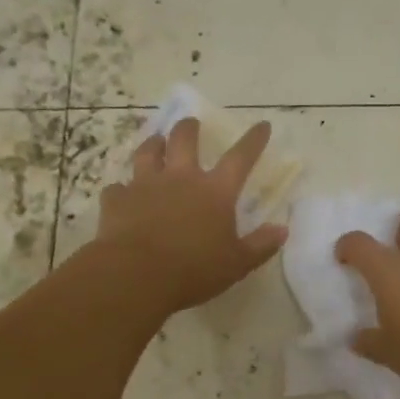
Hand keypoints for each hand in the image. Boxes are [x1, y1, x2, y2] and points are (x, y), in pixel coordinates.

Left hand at [96, 117, 286, 314]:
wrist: (135, 275)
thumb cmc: (193, 270)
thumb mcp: (237, 263)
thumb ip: (260, 245)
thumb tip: (282, 229)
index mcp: (215, 191)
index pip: (240, 157)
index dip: (253, 140)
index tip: (262, 125)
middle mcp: (181, 178)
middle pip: (185, 140)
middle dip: (189, 128)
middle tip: (191, 123)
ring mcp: (145, 185)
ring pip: (147, 153)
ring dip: (152, 144)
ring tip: (155, 141)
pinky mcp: (117, 200)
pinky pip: (117, 188)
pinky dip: (121, 190)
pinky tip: (121, 194)